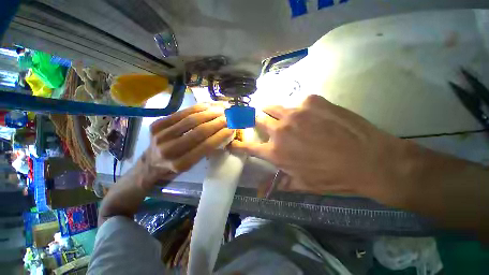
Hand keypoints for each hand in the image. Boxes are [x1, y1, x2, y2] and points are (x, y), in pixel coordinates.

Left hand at [140, 104, 233, 187]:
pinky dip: (195, 108)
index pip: (206, 146)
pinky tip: (206, 106)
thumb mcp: (191, 166)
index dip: (220, 135)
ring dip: (208, 113)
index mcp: (181, 164)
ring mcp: (161, 135)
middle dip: (216, 123)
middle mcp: (169, 150)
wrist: (149, 164)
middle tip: (228, 117)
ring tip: (220, 110)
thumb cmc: (174, 167)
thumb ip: (204, 151)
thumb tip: (221, 134)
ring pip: (190, 120)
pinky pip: (180, 113)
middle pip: (198, 132)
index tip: (231, 128)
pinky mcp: (156, 125)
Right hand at [231, 95, 411, 201]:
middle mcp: (280, 130)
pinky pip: (298, 103)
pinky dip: (298, 108)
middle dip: (252, 119)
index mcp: (276, 152)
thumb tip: (260, 193)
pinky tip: (309, 114)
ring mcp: (295, 112)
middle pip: (257, 119)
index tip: (233, 141)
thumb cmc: (333, 176)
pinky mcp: (311, 101)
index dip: (238, 144)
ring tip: (273, 111)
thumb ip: (279, 184)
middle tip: (255, 119)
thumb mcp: (303, 184)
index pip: (249, 147)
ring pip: (273, 107)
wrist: (369, 159)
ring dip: (270, 110)